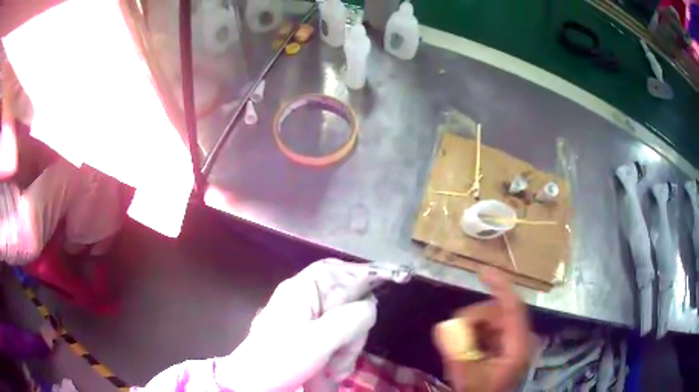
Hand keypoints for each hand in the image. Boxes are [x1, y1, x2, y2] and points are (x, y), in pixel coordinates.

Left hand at [219, 259, 377, 390]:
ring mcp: (307, 322)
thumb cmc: (281, 359)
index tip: (374, 303)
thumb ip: (351, 318)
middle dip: (353, 332)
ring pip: (345, 327)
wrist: (254, 385)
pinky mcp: (308, 340)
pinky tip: (331, 375)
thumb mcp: (320, 340)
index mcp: (302, 290)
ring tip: (334, 372)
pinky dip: (339, 358)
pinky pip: (336, 342)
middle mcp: (306, 301)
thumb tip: (371, 306)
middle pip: (347, 303)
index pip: (337, 270)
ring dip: (347, 351)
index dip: (360, 279)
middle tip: (345, 355)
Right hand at [433, 268, 530, 391]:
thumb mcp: (467, 378)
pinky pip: (491, 333)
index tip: (481, 272)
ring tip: (458, 346)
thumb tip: (443, 326)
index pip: (513, 306)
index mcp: (518, 345)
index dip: (499, 286)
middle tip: (453, 331)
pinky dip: (475, 336)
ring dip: (473, 328)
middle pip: (499, 314)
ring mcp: (514, 345)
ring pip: (493, 323)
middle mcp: (520, 340)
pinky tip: (466, 350)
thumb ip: (456, 353)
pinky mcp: (506, 350)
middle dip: (475, 317)